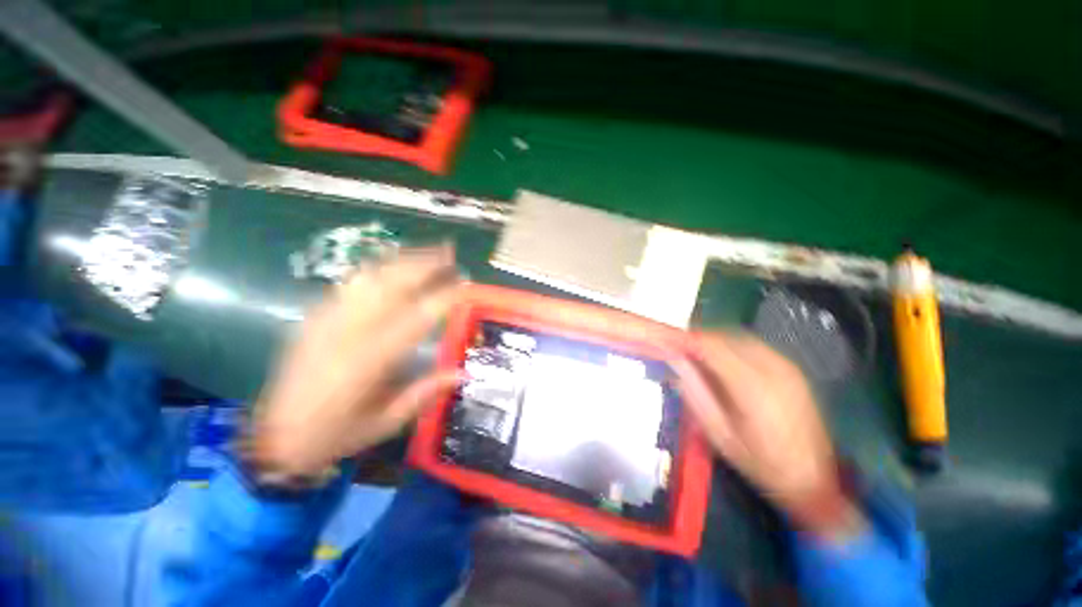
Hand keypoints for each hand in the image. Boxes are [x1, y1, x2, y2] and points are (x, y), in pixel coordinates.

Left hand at [245, 246, 461, 479]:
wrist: (274, 438)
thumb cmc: (335, 434)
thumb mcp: (386, 423)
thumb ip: (425, 393)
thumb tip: (463, 372)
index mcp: (370, 360)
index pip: (417, 317)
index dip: (444, 296)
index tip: (466, 283)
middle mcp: (349, 332)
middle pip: (392, 285)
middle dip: (425, 264)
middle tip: (450, 252)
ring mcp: (328, 320)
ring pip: (371, 277)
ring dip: (403, 260)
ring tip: (428, 252)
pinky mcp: (315, 317)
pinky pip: (351, 284)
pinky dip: (377, 269)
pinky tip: (392, 266)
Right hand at [679, 333, 863, 540]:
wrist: (814, 480)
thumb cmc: (760, 463)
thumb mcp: (719, 433)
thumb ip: (694, 391)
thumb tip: (674, 361)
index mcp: (753, 387)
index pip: (711, 347)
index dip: (684, 338)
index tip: (663, 338)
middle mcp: (772, 368)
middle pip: (724, 338)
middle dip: (696, 338)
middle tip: (676, 346)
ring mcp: (786, 366)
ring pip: (738, 338)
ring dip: (712, 340)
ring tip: (694, 352)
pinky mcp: (791, 369)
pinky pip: (752, 346)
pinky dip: (729, 346)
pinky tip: (720, 360)